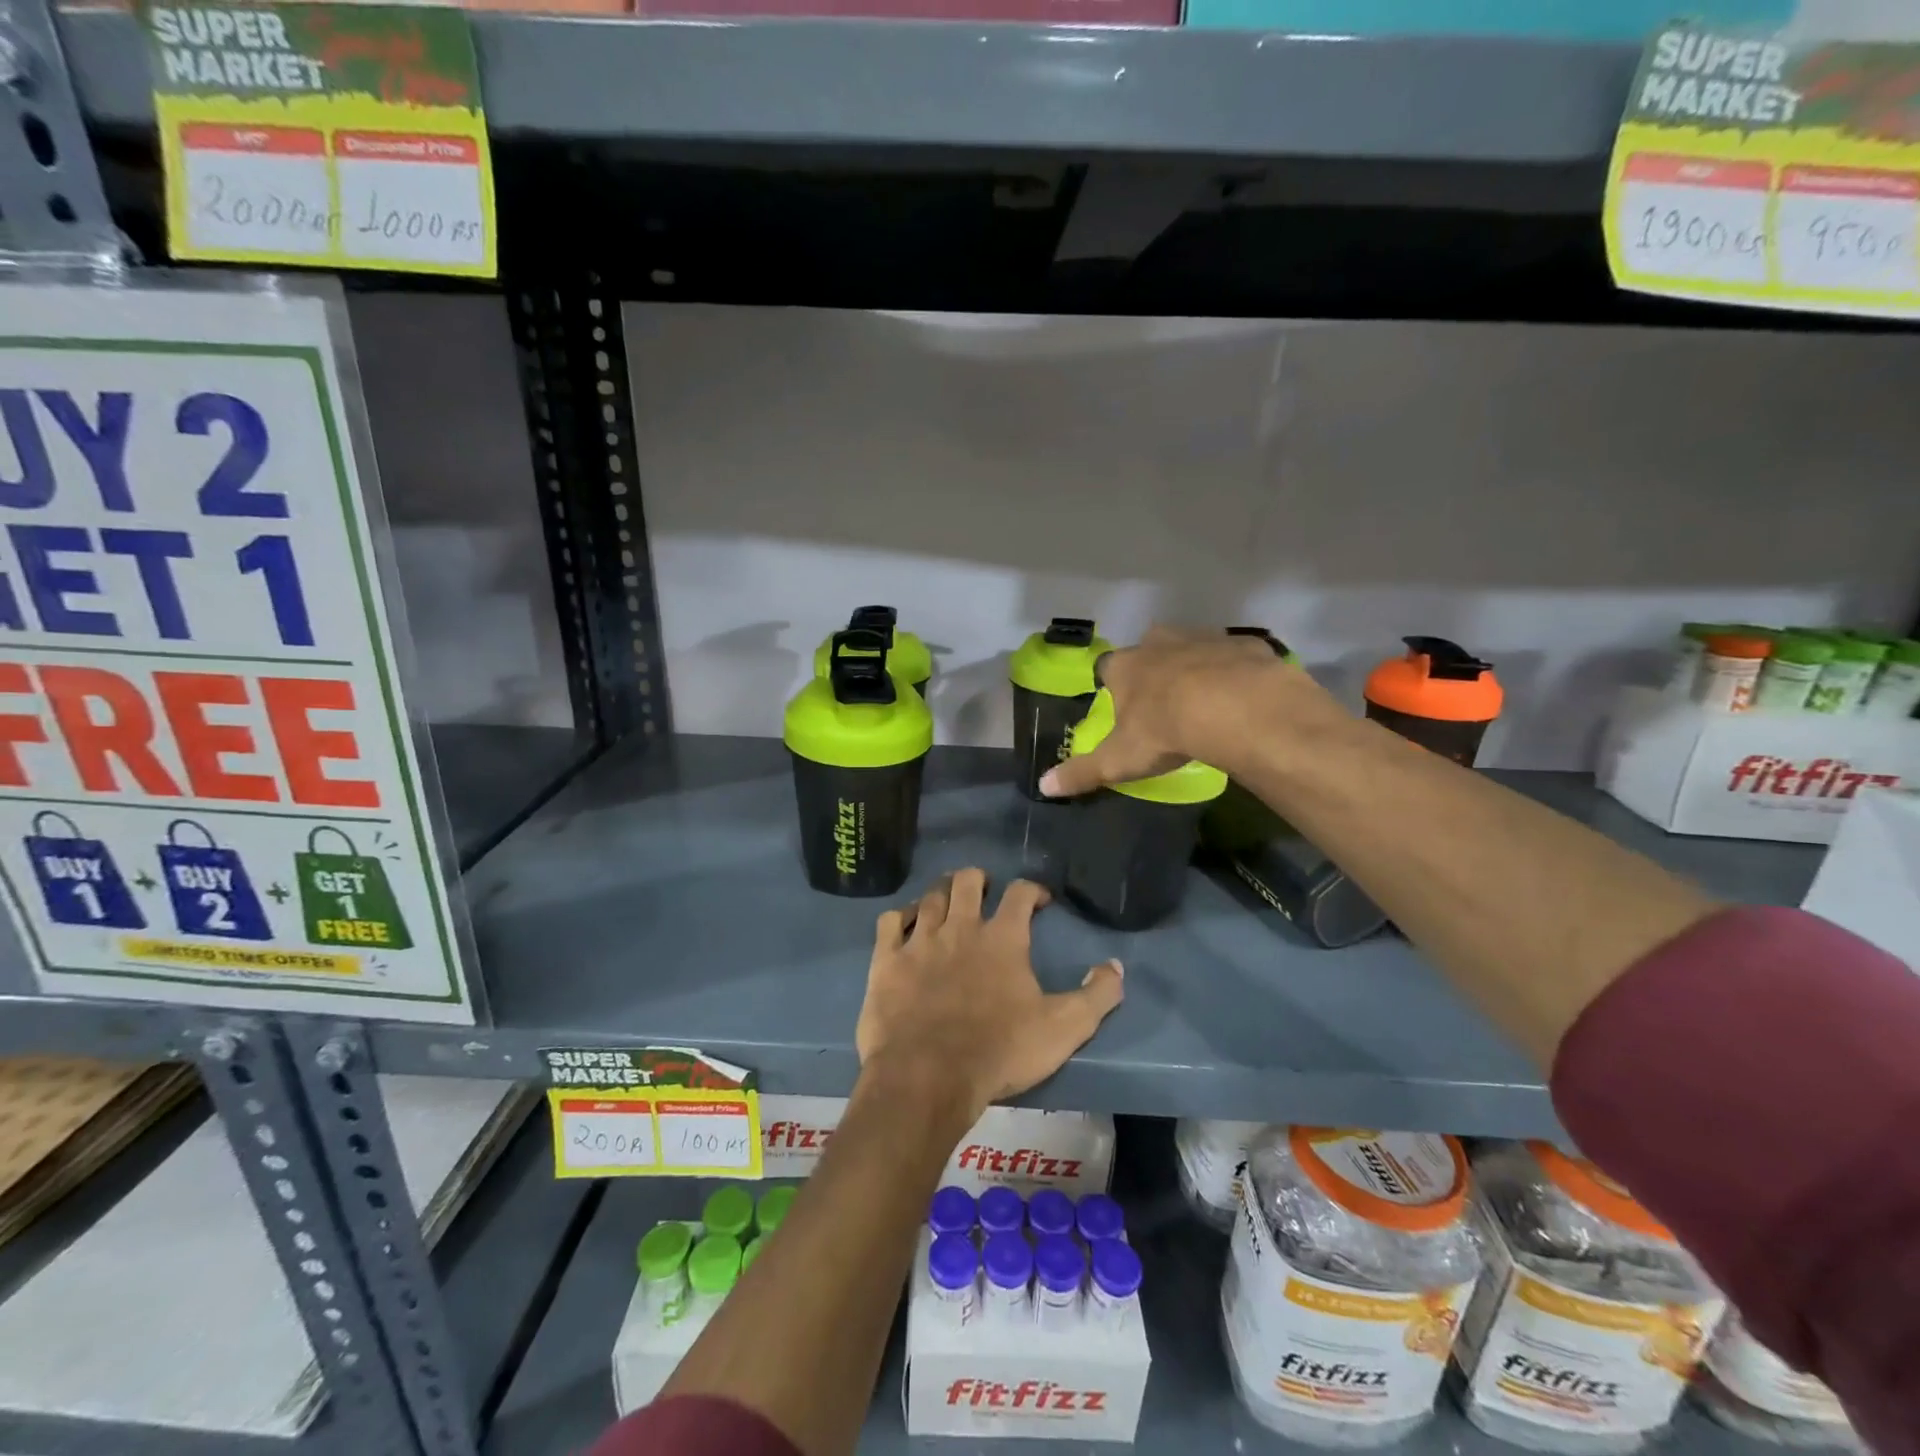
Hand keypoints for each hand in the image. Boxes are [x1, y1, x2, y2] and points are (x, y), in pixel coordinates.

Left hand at [855, 870, 1122, 1121]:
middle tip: (985, 890)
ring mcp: (920, 941)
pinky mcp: (887, 960)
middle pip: (968, 881)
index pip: (1020, 893)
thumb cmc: (999, 1052)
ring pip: (930, 896)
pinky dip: (901, 916)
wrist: (926, 1078)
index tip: (1039, 900)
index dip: (1033, 889)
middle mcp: (960, 927)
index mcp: (1003, 938)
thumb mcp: (1064, 1029)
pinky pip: (890, 921)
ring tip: (948, 900)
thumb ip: (1097, 996)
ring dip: (942, 893)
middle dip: (979, 879)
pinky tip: (906, 924)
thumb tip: (1115, 965)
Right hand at [1037, 625, 1343, 796]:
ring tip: (1207, 702)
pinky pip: (1235, 657)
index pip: (1108, 668)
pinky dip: (1236, 673)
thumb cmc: (1163, 730)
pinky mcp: (1243, 645)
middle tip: (1165, 703)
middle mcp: (1159, 642)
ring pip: (1193, 649)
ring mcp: (1203, 638)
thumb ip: (1082, 772)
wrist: (1234, 707)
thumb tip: (1043, 786)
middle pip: (1150, 651)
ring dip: (1196, 669)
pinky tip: (1242, 698)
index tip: (1124, 706)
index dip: (1115, 685)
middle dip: (1154, 671)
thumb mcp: (1118, 760)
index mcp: (1124, 666)